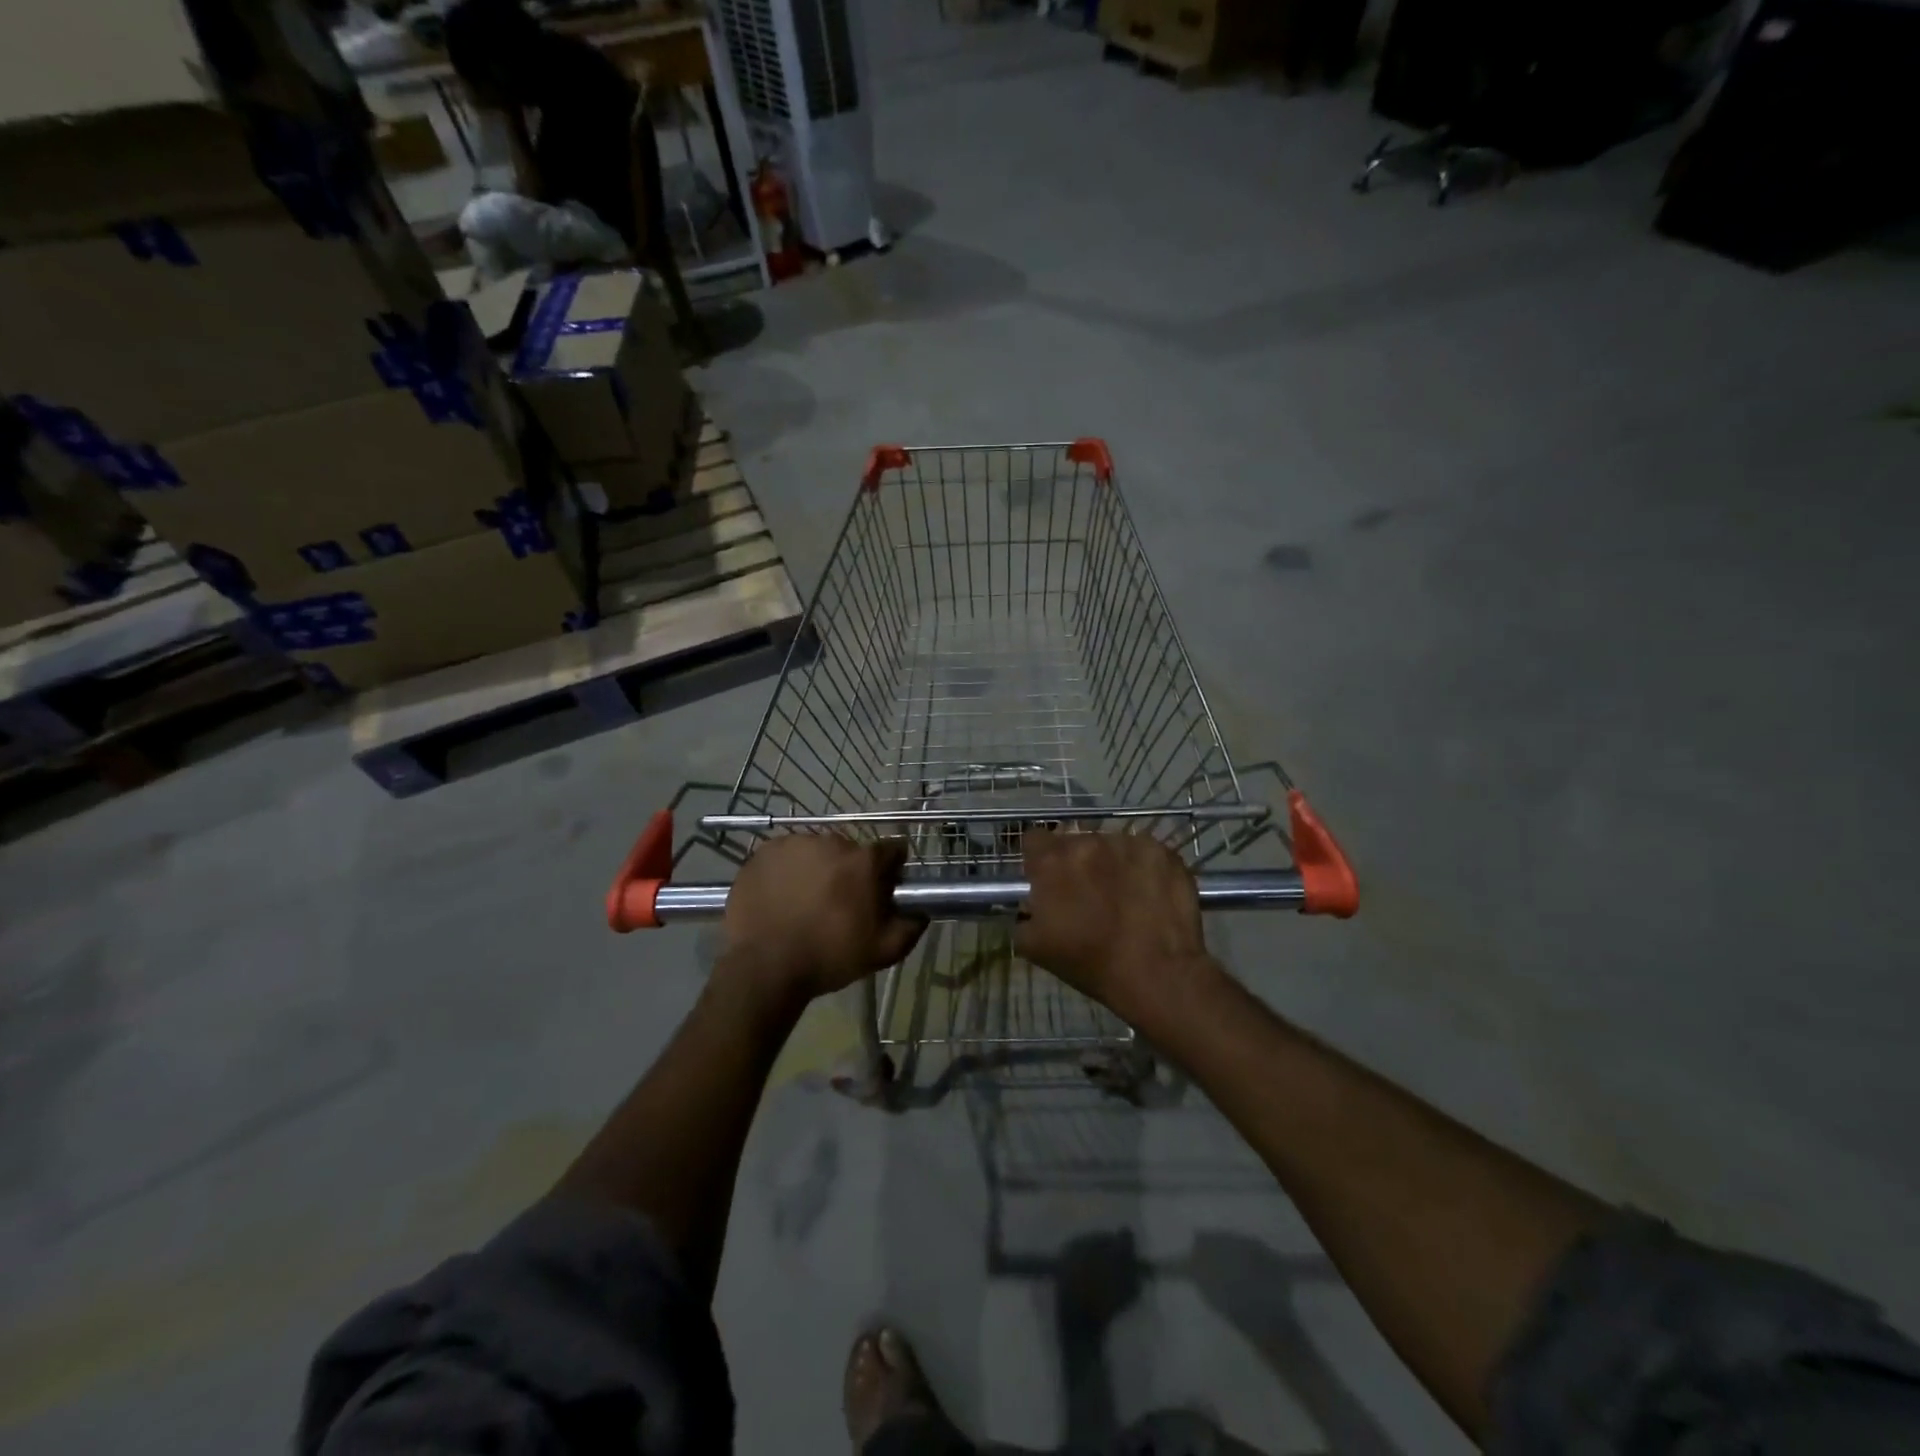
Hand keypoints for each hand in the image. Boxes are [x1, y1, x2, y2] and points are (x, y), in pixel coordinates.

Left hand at [719, 835, 925, 1001]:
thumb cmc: (829, 957)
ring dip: (817, 869)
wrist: (765, 966)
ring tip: (804, 902)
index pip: (892, 850)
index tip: (883, 889)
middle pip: (850, 851)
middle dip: (850, 872)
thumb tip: (921, 912)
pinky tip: (781, 897)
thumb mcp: (883, 951)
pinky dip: (786, 871)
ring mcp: (794, 844)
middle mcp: (832, 842)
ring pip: (815, 852)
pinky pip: (784, 856)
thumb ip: (910, 927)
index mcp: (864, 861)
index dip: (891, 869)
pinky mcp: (764, 853)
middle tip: (839, 903)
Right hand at [1015, 830, 1216, 1024]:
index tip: (1046, 878)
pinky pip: (1144, 853)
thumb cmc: (1089, 962)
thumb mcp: (1032, 946)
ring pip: (1111, 846)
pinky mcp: (1162, 852)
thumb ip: (1022, 915)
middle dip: (1077, 863)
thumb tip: (1030, 905)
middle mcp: (1088, 841)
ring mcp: (1128, 843)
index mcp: (1052, 861)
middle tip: (1087, 894)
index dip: (1038, 859)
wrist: (1156, 974)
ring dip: (1110, 864)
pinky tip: (1149, 895)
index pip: (1034, 839)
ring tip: (1122, 896)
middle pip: (1075, 842)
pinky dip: (1142, 869)